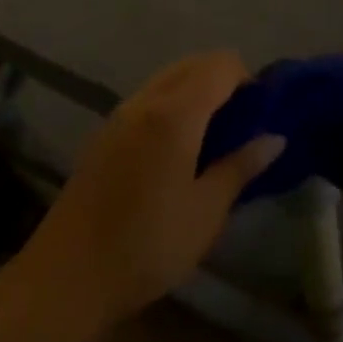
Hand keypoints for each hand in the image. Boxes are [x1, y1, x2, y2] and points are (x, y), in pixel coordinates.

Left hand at [19, 52, 283, 331]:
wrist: (66, 277)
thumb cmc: (147, 246)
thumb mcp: (206, 212)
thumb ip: (241, 167)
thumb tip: (275, 138)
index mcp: (175, 113)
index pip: (220, 65)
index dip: (247, 79)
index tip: (260, 114)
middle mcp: (145, 101)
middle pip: (193, 64)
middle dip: (222, 80)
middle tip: (240, 124)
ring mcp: (119, 115)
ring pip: (167, 79)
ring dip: (195, 91)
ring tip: (211, 138)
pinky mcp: (103, 134)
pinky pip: (147, 99)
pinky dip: (171, 105)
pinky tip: (176, 150)